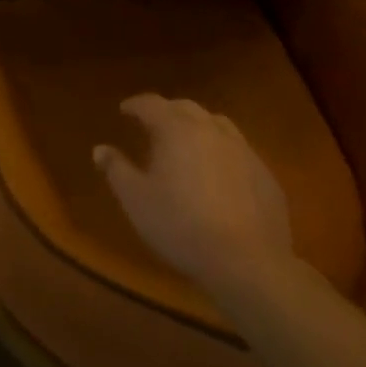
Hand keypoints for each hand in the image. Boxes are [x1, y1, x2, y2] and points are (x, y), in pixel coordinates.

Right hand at [93, 93, 294, 296]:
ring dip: (198, 126)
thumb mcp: (136, 200)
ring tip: (188, 142)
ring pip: (217, 124)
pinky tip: (219, 173)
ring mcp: (243, 150)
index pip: (152, 103)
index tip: (124, 110)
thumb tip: (100, 149)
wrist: (247, 262)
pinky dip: (222, 151)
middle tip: (154, 124)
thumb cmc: (181, 225)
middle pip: (186, 107)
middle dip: (167, 111)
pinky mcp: (265, 174)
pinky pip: (239, 150)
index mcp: (176, 129)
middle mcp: (211, 129)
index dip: (136, 105)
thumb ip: (116, 169)